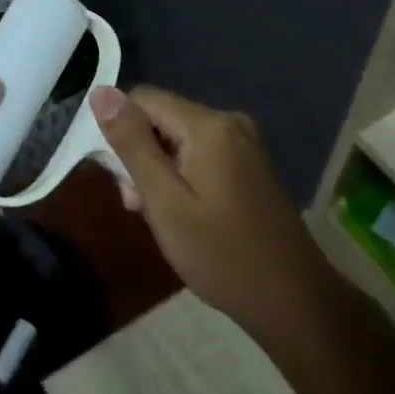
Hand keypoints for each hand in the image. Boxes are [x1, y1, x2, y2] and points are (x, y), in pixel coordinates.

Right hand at [90, 85, 329, 338]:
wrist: (293, 301)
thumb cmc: (222, 255)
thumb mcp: (165, 202)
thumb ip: (131, 145)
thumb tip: (101, 92)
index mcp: (208, 124)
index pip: (142, 98)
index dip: (119, 131)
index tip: (116, 178)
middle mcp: (228, 121)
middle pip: (161, 118)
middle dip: (140, 155)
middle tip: (138, 207)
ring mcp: (243, 142)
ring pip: (177, 138)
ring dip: (159, 170)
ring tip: (160, 218)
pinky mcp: (248, 163)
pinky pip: (199, 153)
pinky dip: (182, 177)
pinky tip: (183, 214)